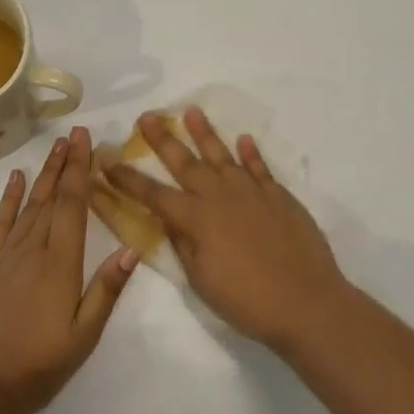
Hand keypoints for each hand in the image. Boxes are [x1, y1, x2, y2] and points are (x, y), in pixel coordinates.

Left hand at [0, 128, 138, 413]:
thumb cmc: (40, 365)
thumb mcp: (84, 335)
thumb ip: (106, 290)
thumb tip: (133, 249)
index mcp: (60, 263)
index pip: (72, 205)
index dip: (80, 170)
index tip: (85, 140)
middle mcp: (33, 249)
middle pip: (52, 197)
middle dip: (65, 163)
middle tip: (74, 133)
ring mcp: (6, 255)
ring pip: (30, 204)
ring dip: (44, 174)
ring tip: (55, 147)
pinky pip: (1, 223)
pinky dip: (9, 198)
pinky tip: (16, 179)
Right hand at [107, 108, 346, 349]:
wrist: (306, 301)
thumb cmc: (247, 300)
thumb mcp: (201, 279)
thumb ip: (184, 244)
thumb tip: (171, 220)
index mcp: (196, 219)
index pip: (153, 194)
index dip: (128, 179)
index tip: (108, 160)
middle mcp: (220, 196)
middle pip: (185, 163)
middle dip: (163, 140)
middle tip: (146, 117)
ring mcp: (251, 192)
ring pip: (222, 155)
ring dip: (205, 132)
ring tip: (191, 111)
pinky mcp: (279, 195)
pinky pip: (260, 167)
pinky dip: (251, 152)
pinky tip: (244, 138)